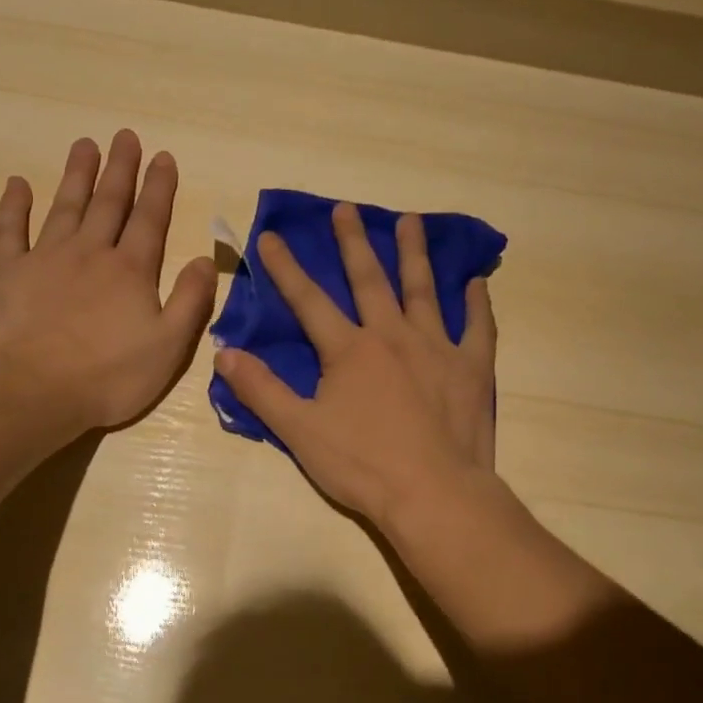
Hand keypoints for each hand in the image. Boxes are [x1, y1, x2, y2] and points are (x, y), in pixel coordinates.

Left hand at [0, 130, 216, 432]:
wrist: (32, 391)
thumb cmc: (108, 376)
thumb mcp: (168, 346)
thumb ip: (191, 301)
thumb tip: (203, 259)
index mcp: (131, 270)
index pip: (150, 219)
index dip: (159, 187)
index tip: (163, 156)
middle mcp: (91, 253)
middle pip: (109, 203)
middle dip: (120, 168)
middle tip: (125, 136)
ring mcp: (46, 259)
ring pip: (65, 206)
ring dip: (77, 175)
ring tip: (85, 144)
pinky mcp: (8, 273)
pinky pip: (11, 230)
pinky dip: (14, 205)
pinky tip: (18, 183)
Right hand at [213, 202, 497, 529]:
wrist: (433, 494)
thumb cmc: (362, 465)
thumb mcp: (299, 431)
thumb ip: (261, 390)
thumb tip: (224, 353)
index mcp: (350, 350)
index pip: (309, 300)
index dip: (286, 268)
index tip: (271, 235)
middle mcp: (393, 336)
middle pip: (370, 280)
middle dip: (353, 243)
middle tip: (347, 208)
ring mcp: (437, 348)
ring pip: (424, 290)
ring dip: (415, 254)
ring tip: (411, 221)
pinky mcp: (471, 369)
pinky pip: (478, 328)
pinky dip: (477, 304)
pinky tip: (476, 282)